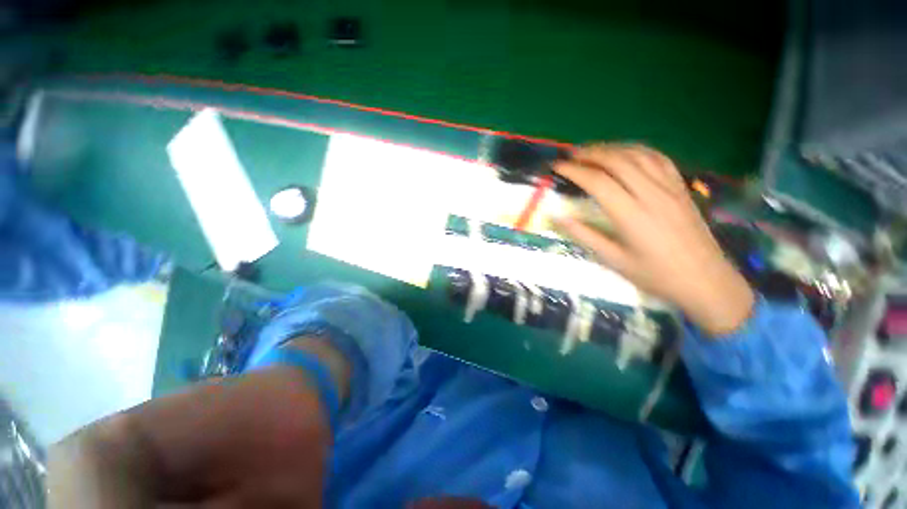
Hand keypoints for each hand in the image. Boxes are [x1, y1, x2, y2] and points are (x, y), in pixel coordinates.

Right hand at [553, 144, 753, 336]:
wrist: (706, 281)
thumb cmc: (655, 275)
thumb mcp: (613, 260)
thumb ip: (584, 235)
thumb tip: (557, 218)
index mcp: (631, 215)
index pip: (598, 181)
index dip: (574, 170)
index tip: (557, 166)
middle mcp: (651, 194)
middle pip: (617, 161)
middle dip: (590, 153)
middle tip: (571, 155)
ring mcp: (670, 188)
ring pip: (638, 155)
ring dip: (612, 148)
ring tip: (593, 151)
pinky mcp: (681, 188)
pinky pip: (659, 159)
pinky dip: (638, 150)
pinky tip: (626, 152)